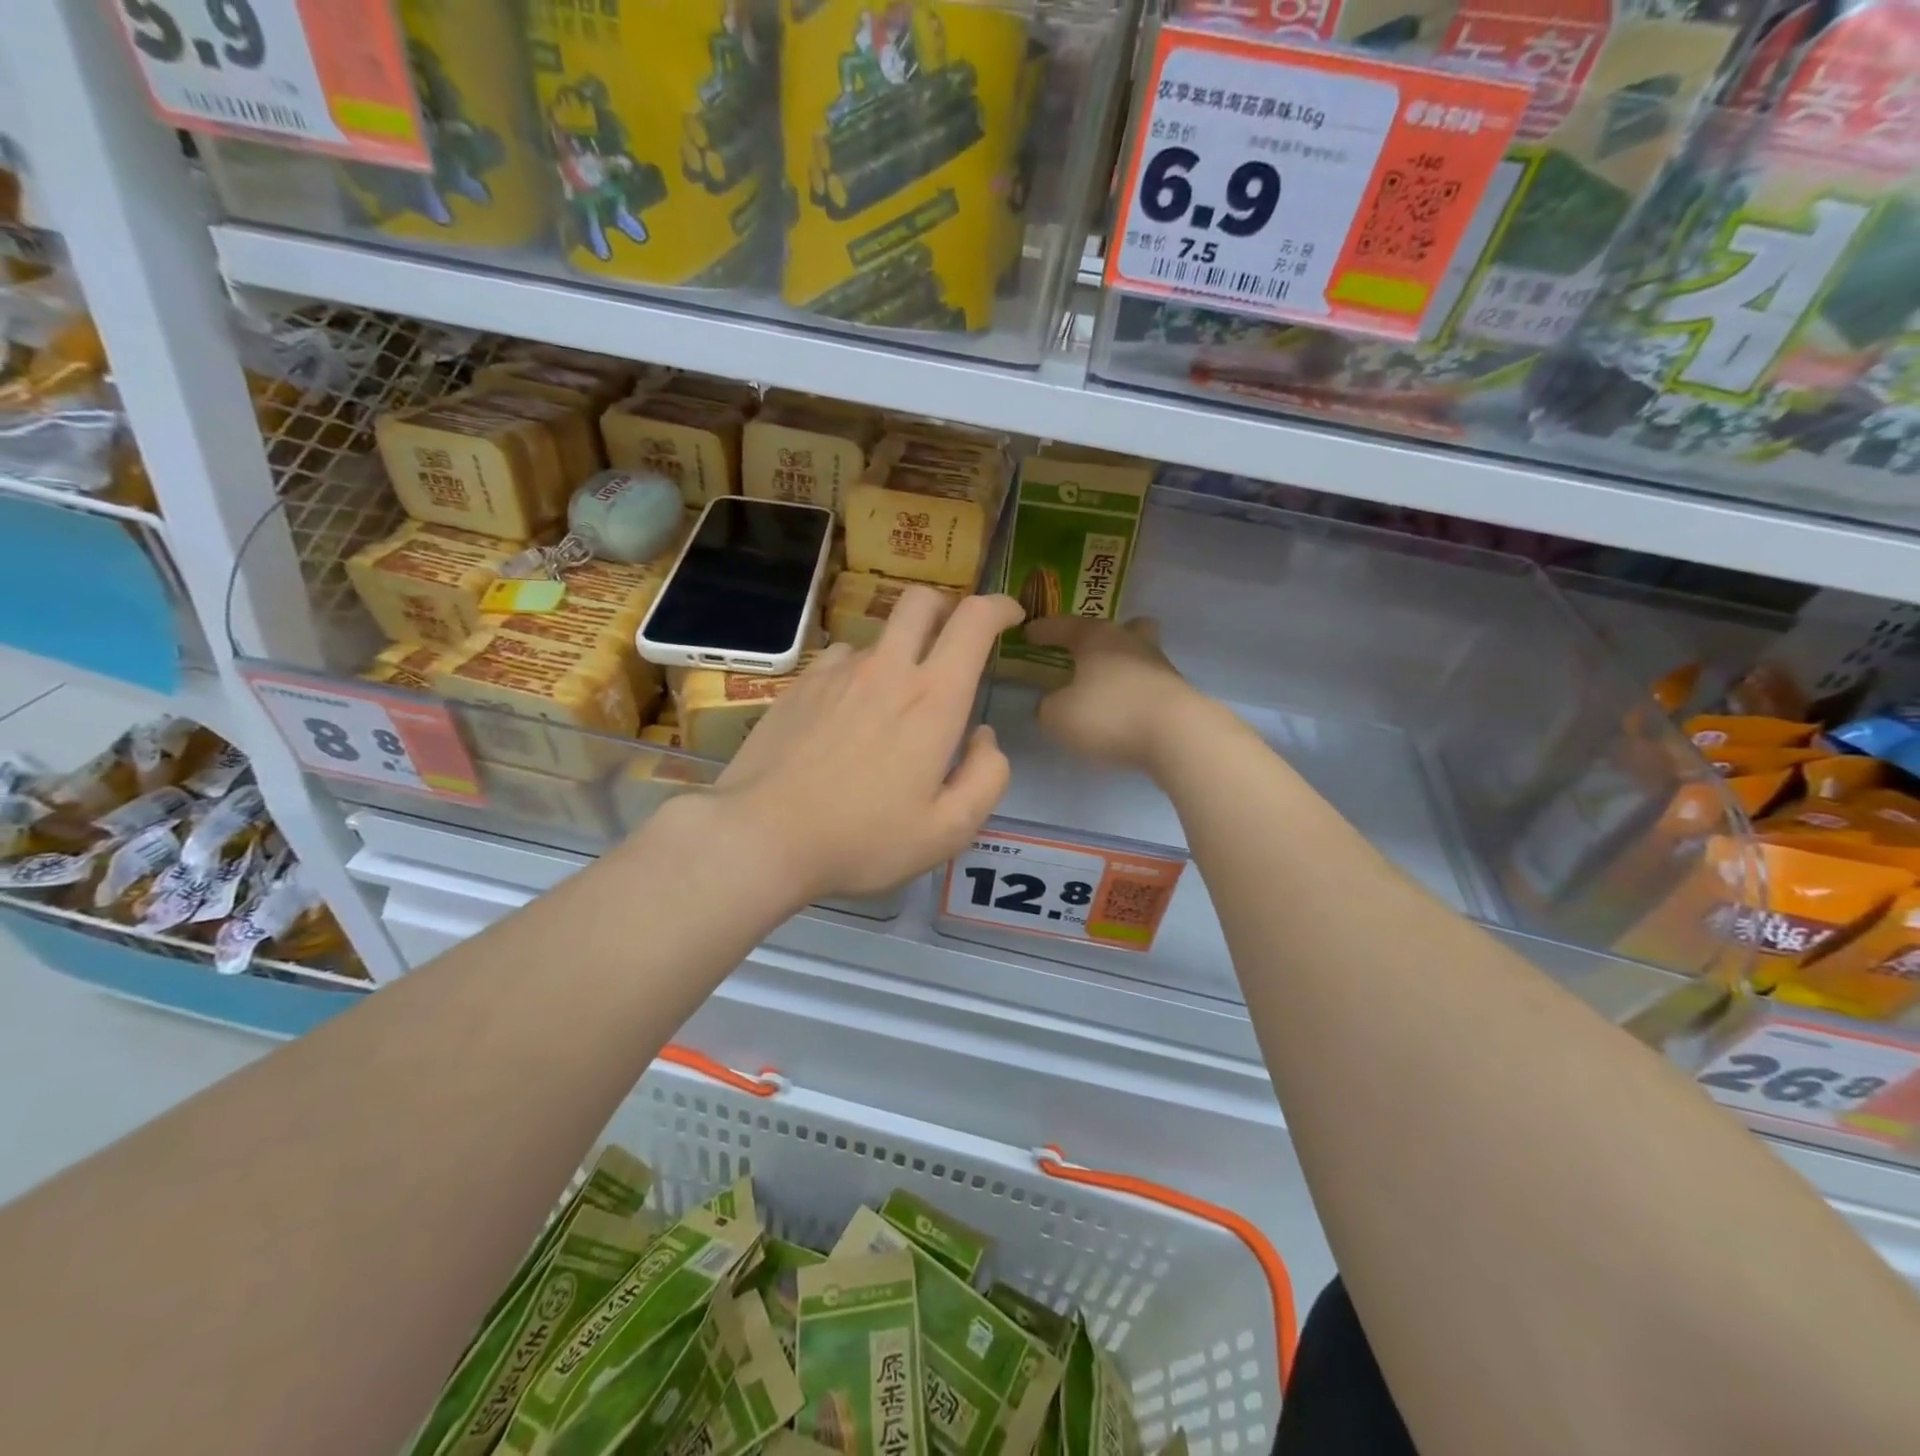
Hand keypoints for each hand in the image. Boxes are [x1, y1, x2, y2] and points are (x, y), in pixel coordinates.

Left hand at [711, 589, 1024, 903]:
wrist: (761, 836)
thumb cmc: (863, 839)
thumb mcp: (947, 831)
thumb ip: (986, 778)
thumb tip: (984, 738)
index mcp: (933, 699)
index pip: (973, 620)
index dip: (999, 607)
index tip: (1011, 617)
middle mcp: (887, 669)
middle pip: (922, 601)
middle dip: (946, 609)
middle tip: (952, 644)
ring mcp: (837, 672)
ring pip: (880, 636)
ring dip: (899, 653)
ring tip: (890, 705)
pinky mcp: (799, 685)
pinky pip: (840, 661)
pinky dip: (858, 675)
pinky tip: (845, 718)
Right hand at [1025, 615, 1200, 772]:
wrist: (1178, 735)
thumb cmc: (1110, 714)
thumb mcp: (1059, 716)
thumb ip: (1048, 707)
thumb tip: (1052, 703)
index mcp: (1097, 637)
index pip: (1063, 625)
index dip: (1043, 630)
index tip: (1028, 633)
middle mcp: (1131, 642)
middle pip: (1121, 627)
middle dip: (1102, 637)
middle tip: (1085, 652)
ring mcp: (1160, 665)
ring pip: (1140, 653)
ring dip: (1122, 664)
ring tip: (1105, 686)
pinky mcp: (1177, 693)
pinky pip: (1149, 683)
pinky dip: (1135, 691)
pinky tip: (1125, 710)